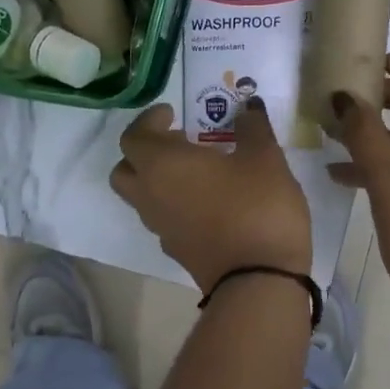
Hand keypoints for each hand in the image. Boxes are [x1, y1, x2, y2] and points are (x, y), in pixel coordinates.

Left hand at [110, 100, 311, 290]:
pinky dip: (174, 203)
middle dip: (144, 151)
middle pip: (125, 169)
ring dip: (158, 179)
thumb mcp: (264, 157)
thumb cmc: (257, 206)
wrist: (259, 280)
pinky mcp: (176, 251)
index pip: (133, 136)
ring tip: (197, 170)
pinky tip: (208, 201)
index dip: (149, 121)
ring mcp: (160, 227)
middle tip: (177, 142)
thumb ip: (252, 127)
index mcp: (161, 165)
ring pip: (142, 196)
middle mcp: (150, 195)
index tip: (173, 113)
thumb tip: (248, 107)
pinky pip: (163, 218)